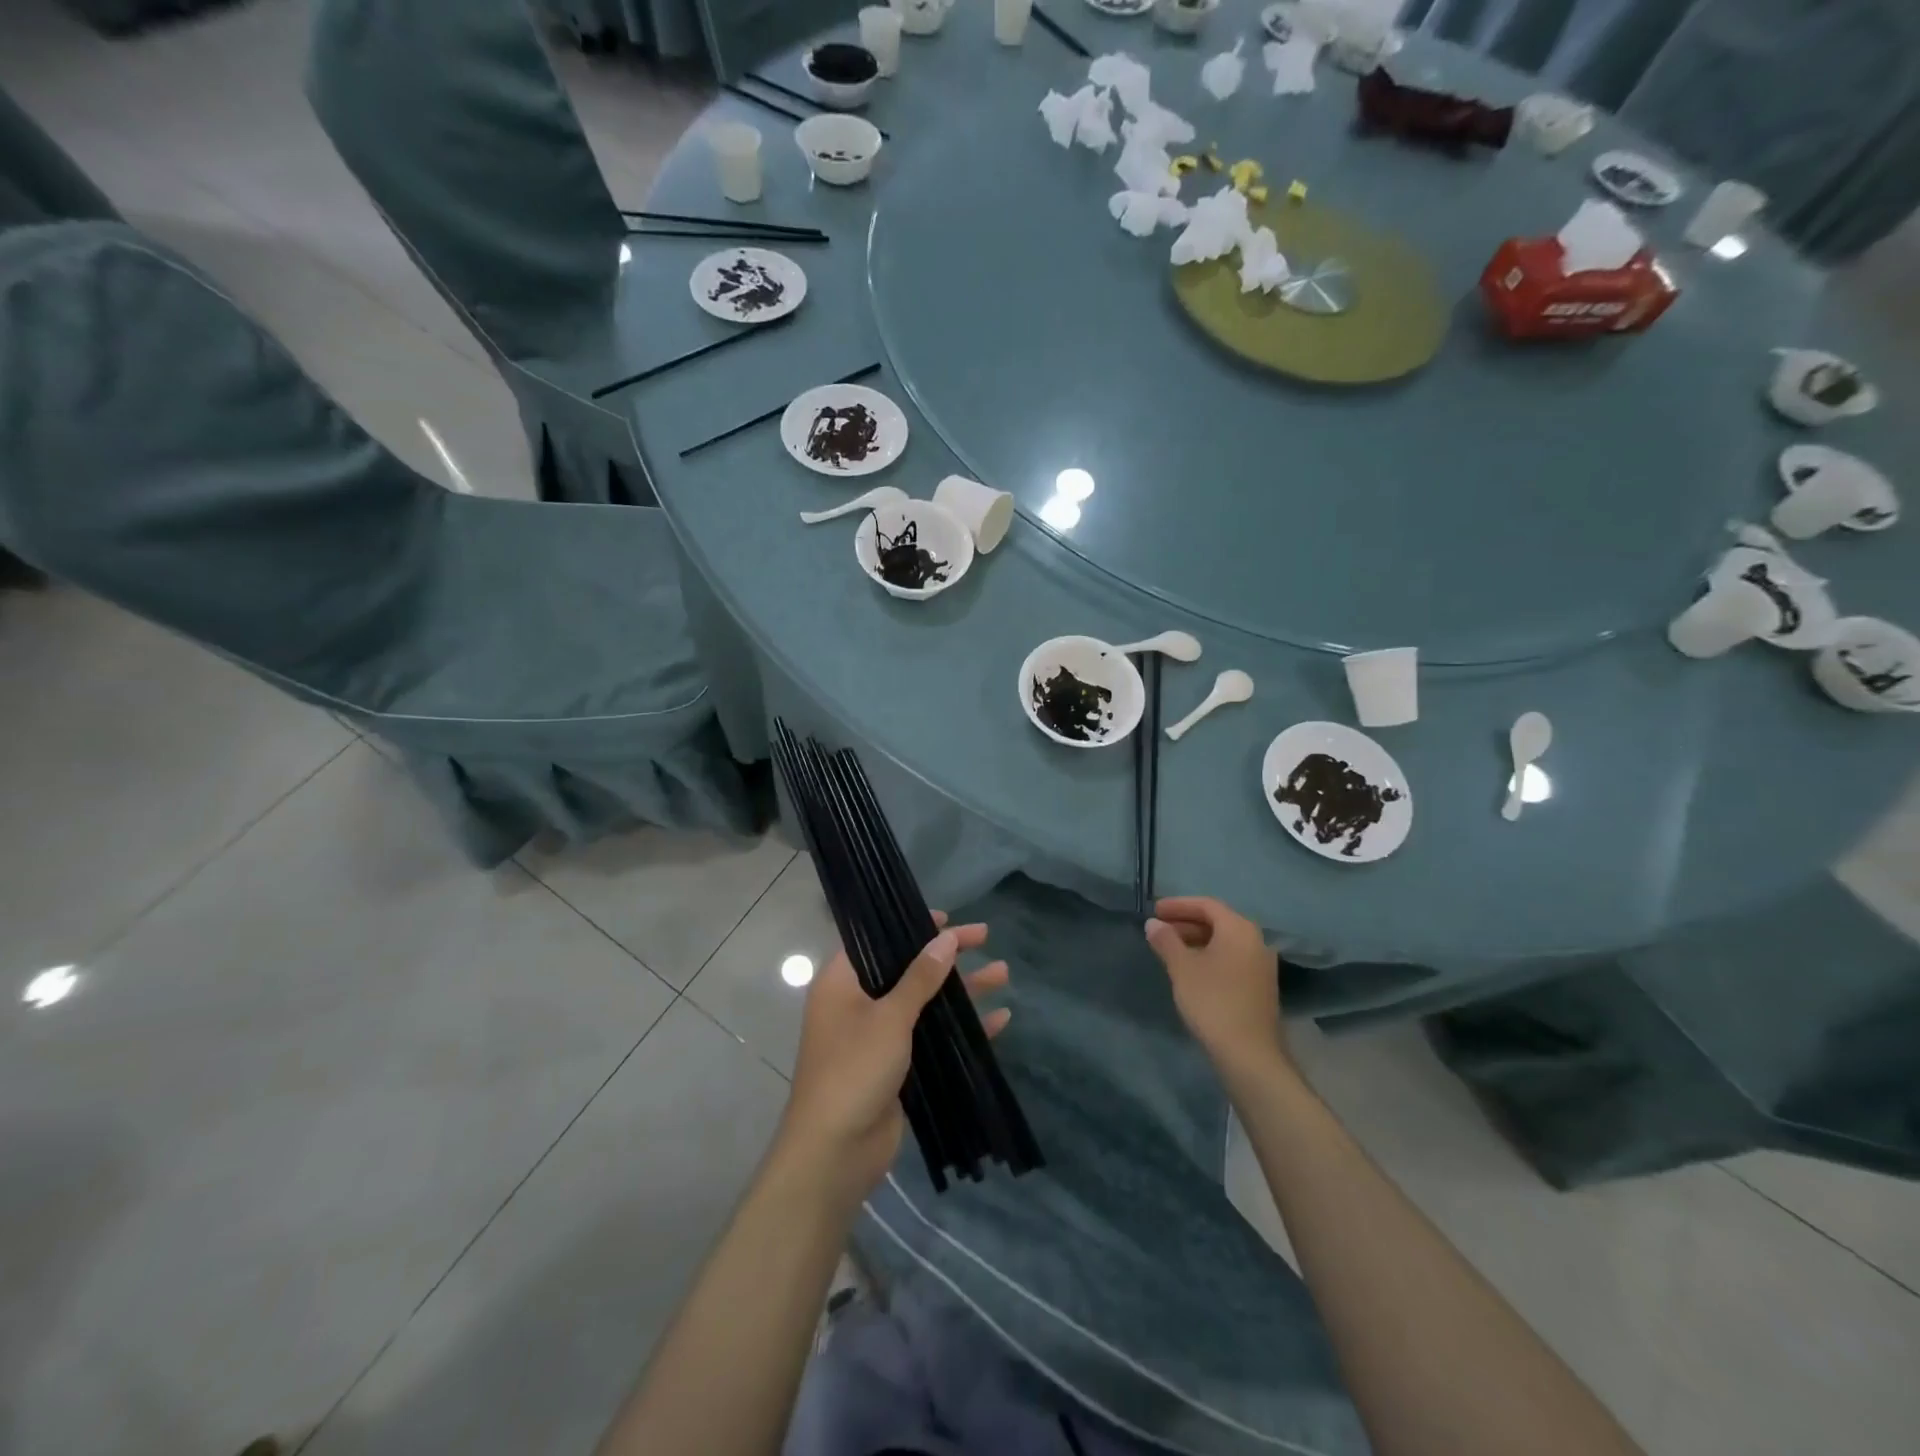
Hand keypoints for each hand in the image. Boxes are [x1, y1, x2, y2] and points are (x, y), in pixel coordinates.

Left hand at [780, 914, 1009, 1197]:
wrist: (835, 1153)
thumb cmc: (853, 1070)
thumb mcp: (889, 1017)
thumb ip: (920, 977)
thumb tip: (946, 937)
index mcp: (842, 983)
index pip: (877, 939)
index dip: (910, 925)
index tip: (946, 917)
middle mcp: (858, 1003)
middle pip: (908, 968)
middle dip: (947, 956)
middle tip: (985, 936)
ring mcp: (878, 1037)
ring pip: (926, 1003)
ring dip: (962, 990)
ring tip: (1003, 973)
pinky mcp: (897, 1067)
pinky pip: (932, 1037)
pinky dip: (961, 1029)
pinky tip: (998, 1021)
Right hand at [1145, 896, 1287, 1075]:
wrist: (1249, 1053)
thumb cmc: (1212, 1001)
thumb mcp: (1182, 968)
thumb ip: (1166, 941)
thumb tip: (1153, 924)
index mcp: (1239, 929)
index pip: (1206, 905)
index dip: (1178, 905)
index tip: (1154, 910)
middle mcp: (1256, 941)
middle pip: (1218, 921)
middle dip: (1186, 922)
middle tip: (1159, 929)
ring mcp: (1261, 965)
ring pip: (1225, 941)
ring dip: (1197, 940)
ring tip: (1170, 949)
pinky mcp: (1261, 986)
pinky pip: (1232, 958)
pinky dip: (1210, 955)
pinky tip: (1191, 970)